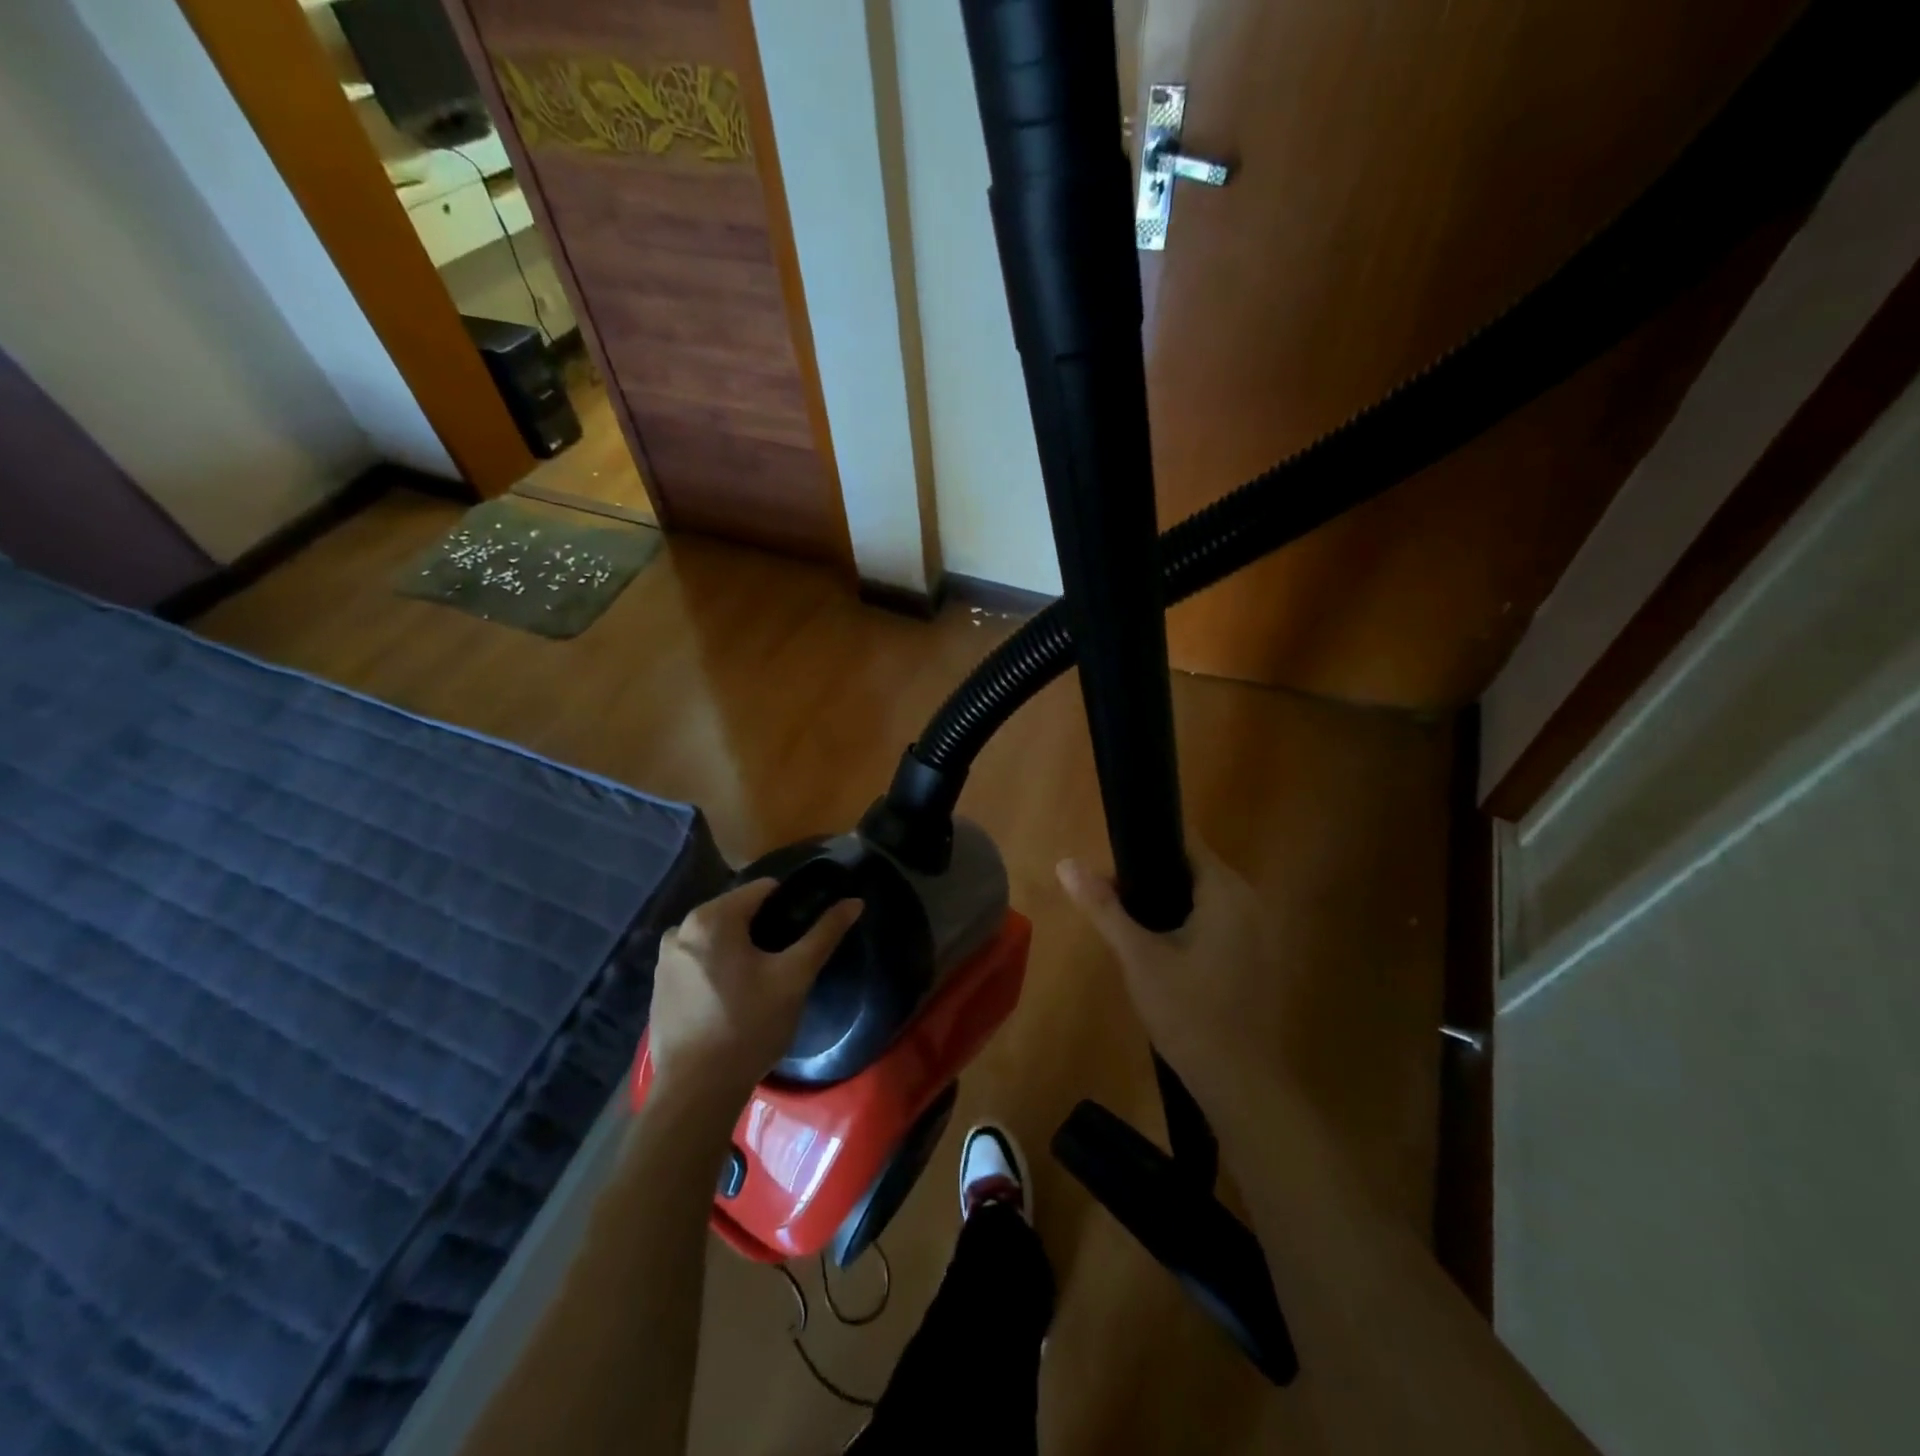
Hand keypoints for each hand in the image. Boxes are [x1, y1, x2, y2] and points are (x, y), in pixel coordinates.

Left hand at [647, 879, 862, 1110]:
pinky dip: (719, 968)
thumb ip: (824, 934)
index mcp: (711, 917)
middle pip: (738, 912)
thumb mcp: (795, 977)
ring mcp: (665, 959)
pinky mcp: (660, 987)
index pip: (764, 890)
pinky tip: (734, 998)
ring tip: (764, 981)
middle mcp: (681, 929)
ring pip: (718, 938)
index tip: (806, 930)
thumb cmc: (749, 1026)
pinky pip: (699, 961)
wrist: (696, 1092)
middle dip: (765, 929)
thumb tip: (855, 902)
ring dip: (741, 949)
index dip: (792, 905)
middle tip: (788, 961)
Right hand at [1057, 841, 1286, 1109]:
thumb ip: (1103, 907)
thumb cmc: (1188, 1013)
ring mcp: (1258, 931)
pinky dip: (1187, 924)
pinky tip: (1160, 951)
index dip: (1144, 844)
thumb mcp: (1138, 957)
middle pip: (1192, 869)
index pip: (1184, 841)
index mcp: (1226, 892)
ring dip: (1166, 903)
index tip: (1110, 860)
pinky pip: (1216, 922)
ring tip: (1127, 924)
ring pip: (1202, 898)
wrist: (1240, 1084)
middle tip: (1109, 899)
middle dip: (1149, 877)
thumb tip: (1065, 863)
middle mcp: (1250, 902)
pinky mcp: (1256, 957)